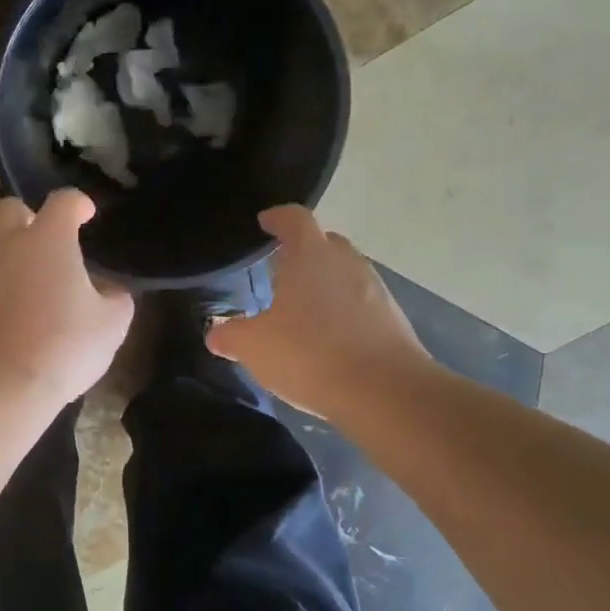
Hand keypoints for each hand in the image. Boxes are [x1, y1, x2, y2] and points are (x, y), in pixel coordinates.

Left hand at [0, 189, 134, 407]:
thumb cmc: (63, 347)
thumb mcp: (111, 325)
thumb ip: (115, 298)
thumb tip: (107, 290)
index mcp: (47, 240)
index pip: (62, 201)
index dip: (77, 203)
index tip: (86, 214)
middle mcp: (5, 246)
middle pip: (9, 209)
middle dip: (28, 217)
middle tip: (47, 244)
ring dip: (12, 262)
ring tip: (33, 296)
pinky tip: (11, 324)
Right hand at [207, 205, 431, 418]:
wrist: (385, 392)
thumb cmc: (309, 354)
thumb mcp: (253, 347)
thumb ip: (230, 335)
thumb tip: (216, 333)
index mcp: (310, 255)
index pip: (294, 218)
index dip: (276, 217)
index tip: (264, 222)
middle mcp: (346, 262)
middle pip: (325, 242)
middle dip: (303, 251)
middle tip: (279, 270)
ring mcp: (375, 290)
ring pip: (345, 274)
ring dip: (325, 284)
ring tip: (302, 309)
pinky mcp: (393, 320)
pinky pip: (362, 304)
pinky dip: (344, 312)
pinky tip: (328, 339)